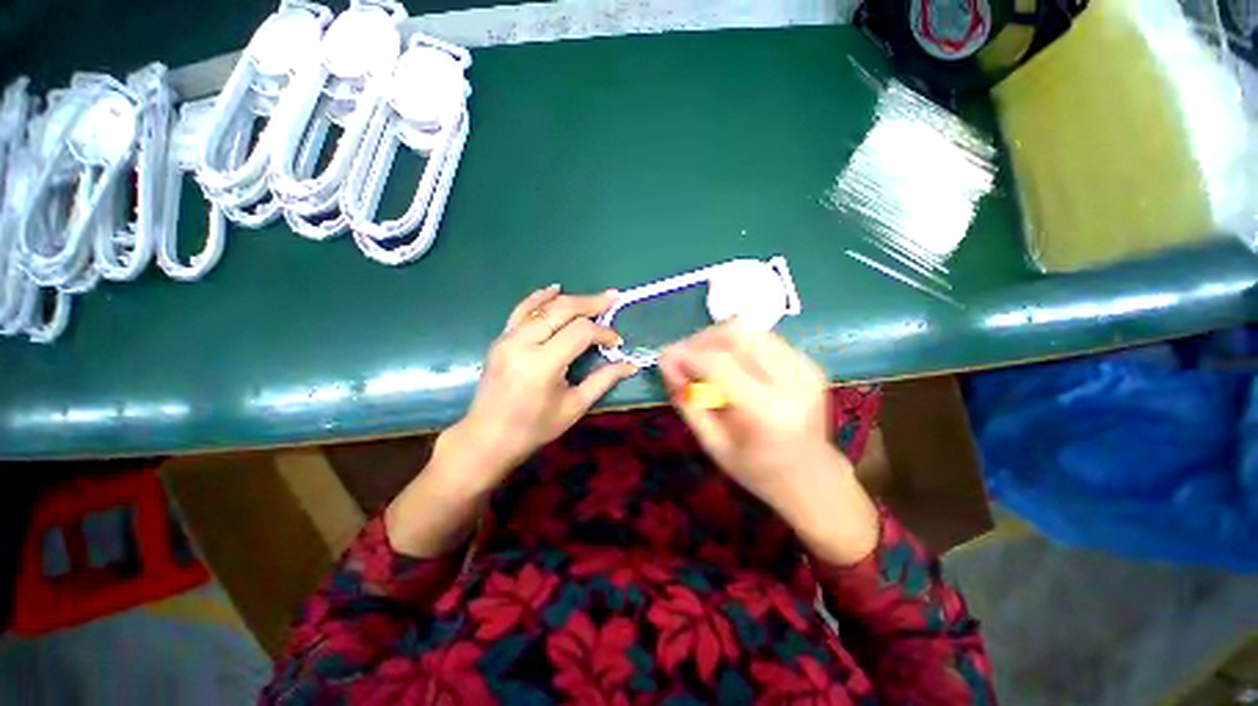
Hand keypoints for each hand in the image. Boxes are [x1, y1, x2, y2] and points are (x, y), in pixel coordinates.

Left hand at [452, 285, 638, 491]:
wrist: (487, 438)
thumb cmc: (534, 428)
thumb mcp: (574, 407)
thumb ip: (603, 380)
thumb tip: (630, 365)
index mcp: (542, 365)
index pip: (580, 333)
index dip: (602, 333)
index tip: (616, 342)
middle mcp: (522, 344)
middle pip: (562, 310)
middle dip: (591, 303)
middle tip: (613, 298)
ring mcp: (507, 339)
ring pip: (543, 307)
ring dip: (571, 299)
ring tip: (595, 297)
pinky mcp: (500, 339)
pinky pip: (521, 310)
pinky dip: (539, 297)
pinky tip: (555, 288)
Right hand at [660, 323, 878, 563]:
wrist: (812, 476)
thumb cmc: (757, 469)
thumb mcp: (712, 444)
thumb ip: (687, 401)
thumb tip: (667, 362)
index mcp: (767, 411)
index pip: (718, 363)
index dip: (686, 354)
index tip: (665, 358)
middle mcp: (791, 381)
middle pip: (735, 335)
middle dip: (700, 339)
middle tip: (683, 356)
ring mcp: (805, 368)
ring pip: (749, 330)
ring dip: (717, 337)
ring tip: (703, 357)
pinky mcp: (808, 362)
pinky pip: (763, 337)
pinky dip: (737, 343)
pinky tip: (729, 362)